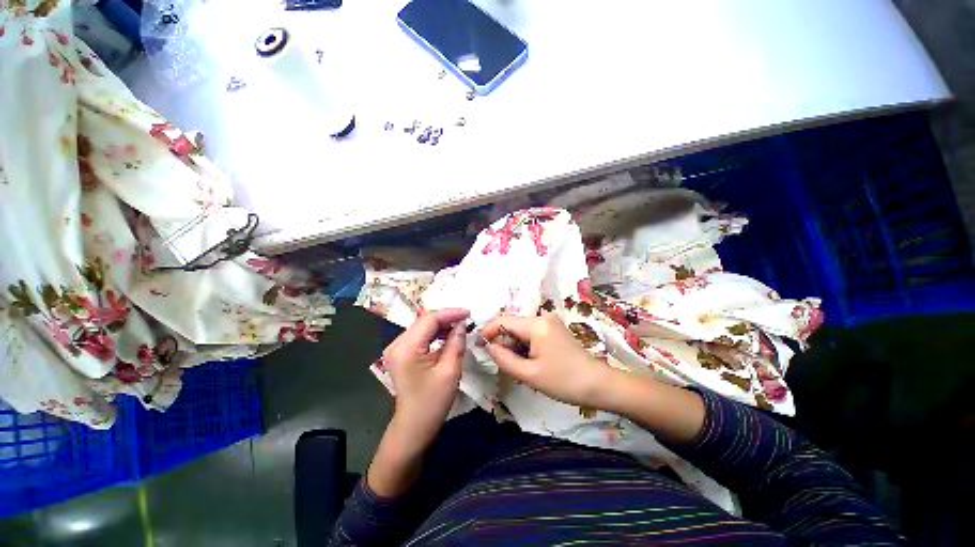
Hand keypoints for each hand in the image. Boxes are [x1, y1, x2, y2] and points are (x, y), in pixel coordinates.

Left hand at [383, 308, 469, 445]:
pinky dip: (433, 337)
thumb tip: (462, 324)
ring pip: (420, 330)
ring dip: (440, 328)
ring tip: (461, 329)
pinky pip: (418, 340)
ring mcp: (395, 350)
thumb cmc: (433, 401)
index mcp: (405, 347)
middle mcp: (396, 344)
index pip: (428, 319)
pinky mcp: (400, 357)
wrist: (415, 424)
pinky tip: (448, 339)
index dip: (450, 313)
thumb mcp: (450, 371)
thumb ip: (456, 343)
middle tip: (468, 321)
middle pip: (422, 323)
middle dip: (445, 319)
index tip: (470, 313)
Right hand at [483, 313, 705, 445]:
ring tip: (516, 367)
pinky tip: (528, 365)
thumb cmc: (562, 380)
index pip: (502, 321)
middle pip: (512, 324)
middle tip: (500, 364)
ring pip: (521, 331)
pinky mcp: (556, 333)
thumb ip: (504, 358)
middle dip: (501, 342)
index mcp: (536, 324)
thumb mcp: (528, 373)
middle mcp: (544, 318)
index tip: (479, 350)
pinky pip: (532, 335)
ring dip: (514, 347)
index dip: (487, 333)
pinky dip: (525, 348)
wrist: (597, 385)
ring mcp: (551, 324)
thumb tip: (488, 346)